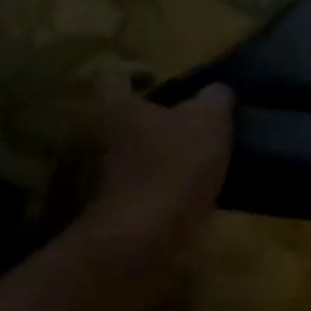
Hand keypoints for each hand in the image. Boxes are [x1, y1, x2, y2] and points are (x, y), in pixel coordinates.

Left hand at [73, 82, 234, 259]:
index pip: (118, 76)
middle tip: (184, 121)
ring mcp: (94, 176)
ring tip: (189, 158)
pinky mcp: (106, 209)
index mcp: (116, 107)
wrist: (142, 238)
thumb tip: (217, 91)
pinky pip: (130, 186)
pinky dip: (151, 184)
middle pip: (121, 117)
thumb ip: (215, 98)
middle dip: (149, 118)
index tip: (160, 78)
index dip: (139, 72)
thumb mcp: (210, 121)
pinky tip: (180, 190)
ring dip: (151, 153)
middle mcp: (95, 136)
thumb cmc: (174, 166)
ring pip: (125, 152)